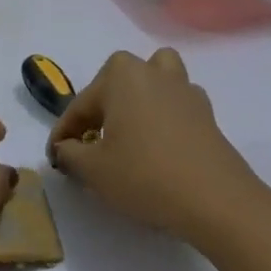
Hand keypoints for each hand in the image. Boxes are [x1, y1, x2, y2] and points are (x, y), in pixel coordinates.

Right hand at [48, 48, 269, 247]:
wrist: (215, 199)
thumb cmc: (145, 176)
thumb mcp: (93, 169)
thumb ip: (70, 153)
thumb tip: (65, 148)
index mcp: (122, 75)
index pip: (80, 105)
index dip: (63, 134)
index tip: (55, 157)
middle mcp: (154, 72)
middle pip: (117, 82)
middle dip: (100, 108)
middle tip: (90, 142)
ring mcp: (185, 90)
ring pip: (154, 80)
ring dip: (137, 98)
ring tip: (128, 130)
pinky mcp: (206, 113)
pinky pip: (175, 104)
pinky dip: (162, 116)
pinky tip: (157, 144)